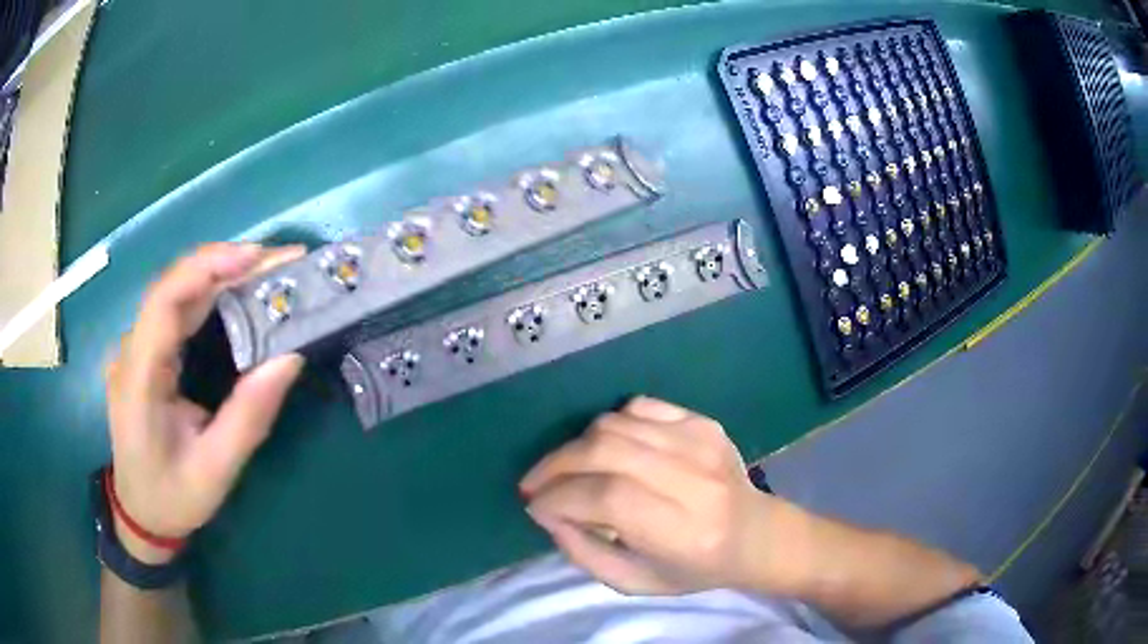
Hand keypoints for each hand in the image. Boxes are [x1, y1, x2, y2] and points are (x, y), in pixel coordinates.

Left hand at [105, 243, 305, 563]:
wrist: (141, 514)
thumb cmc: (174, 497)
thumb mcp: (216, 470)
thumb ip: (248, 416)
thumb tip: (290, 358)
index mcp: (139, 378)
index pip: (164, 301)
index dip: (207, 268)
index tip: (257, 258)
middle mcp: (131, 351)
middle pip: (173, 286)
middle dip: (227, 265)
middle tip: (282, 261)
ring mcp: (135, 348)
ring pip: (175, 292)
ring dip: (222, 275)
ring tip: (269, 271)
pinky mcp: (145, 352)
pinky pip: (176, 309)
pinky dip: (210, 294)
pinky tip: (238, 292)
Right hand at [520, 397, 804, 595]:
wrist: (754, 534)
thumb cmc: (693, 568)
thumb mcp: (633, 581)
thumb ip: (583, 551)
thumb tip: (546, 511)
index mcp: (682, 530)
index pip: (608, 497)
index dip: (560, 497)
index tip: (535, 506)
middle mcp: (694, 480)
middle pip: (606, 450)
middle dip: (556, 465)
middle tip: (536, 484)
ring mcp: (701, 442)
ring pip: (615, 424)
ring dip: (577, 447)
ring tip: (567, 471)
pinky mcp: (703, 422)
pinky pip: (638, 407)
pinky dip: (610, 426)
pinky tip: (606, 451)